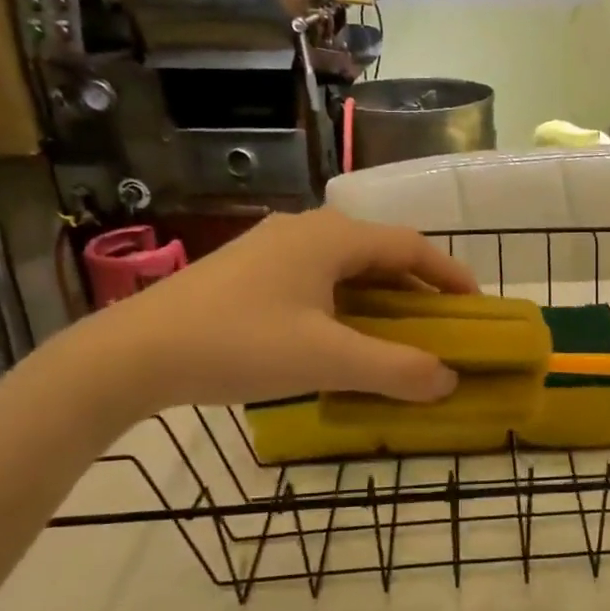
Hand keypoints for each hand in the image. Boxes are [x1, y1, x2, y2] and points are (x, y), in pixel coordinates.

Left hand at [72, 209, 476, 416]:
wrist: (134, 353)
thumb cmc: (240, 345)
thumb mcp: (327, 360)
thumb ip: (395, 369)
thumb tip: (447, 380)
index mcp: (331, 237)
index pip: (410, 246)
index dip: (449, 274)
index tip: (475, 305)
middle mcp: (306, 230)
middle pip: (379, 253)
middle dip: (416, 289)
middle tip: (441, 325)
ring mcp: (272, 248)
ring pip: (346, 267)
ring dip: (380, 297)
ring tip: (397, 334)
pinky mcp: (248, 271)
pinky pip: (317, 279)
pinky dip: (345, 303)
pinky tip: (339, 336)